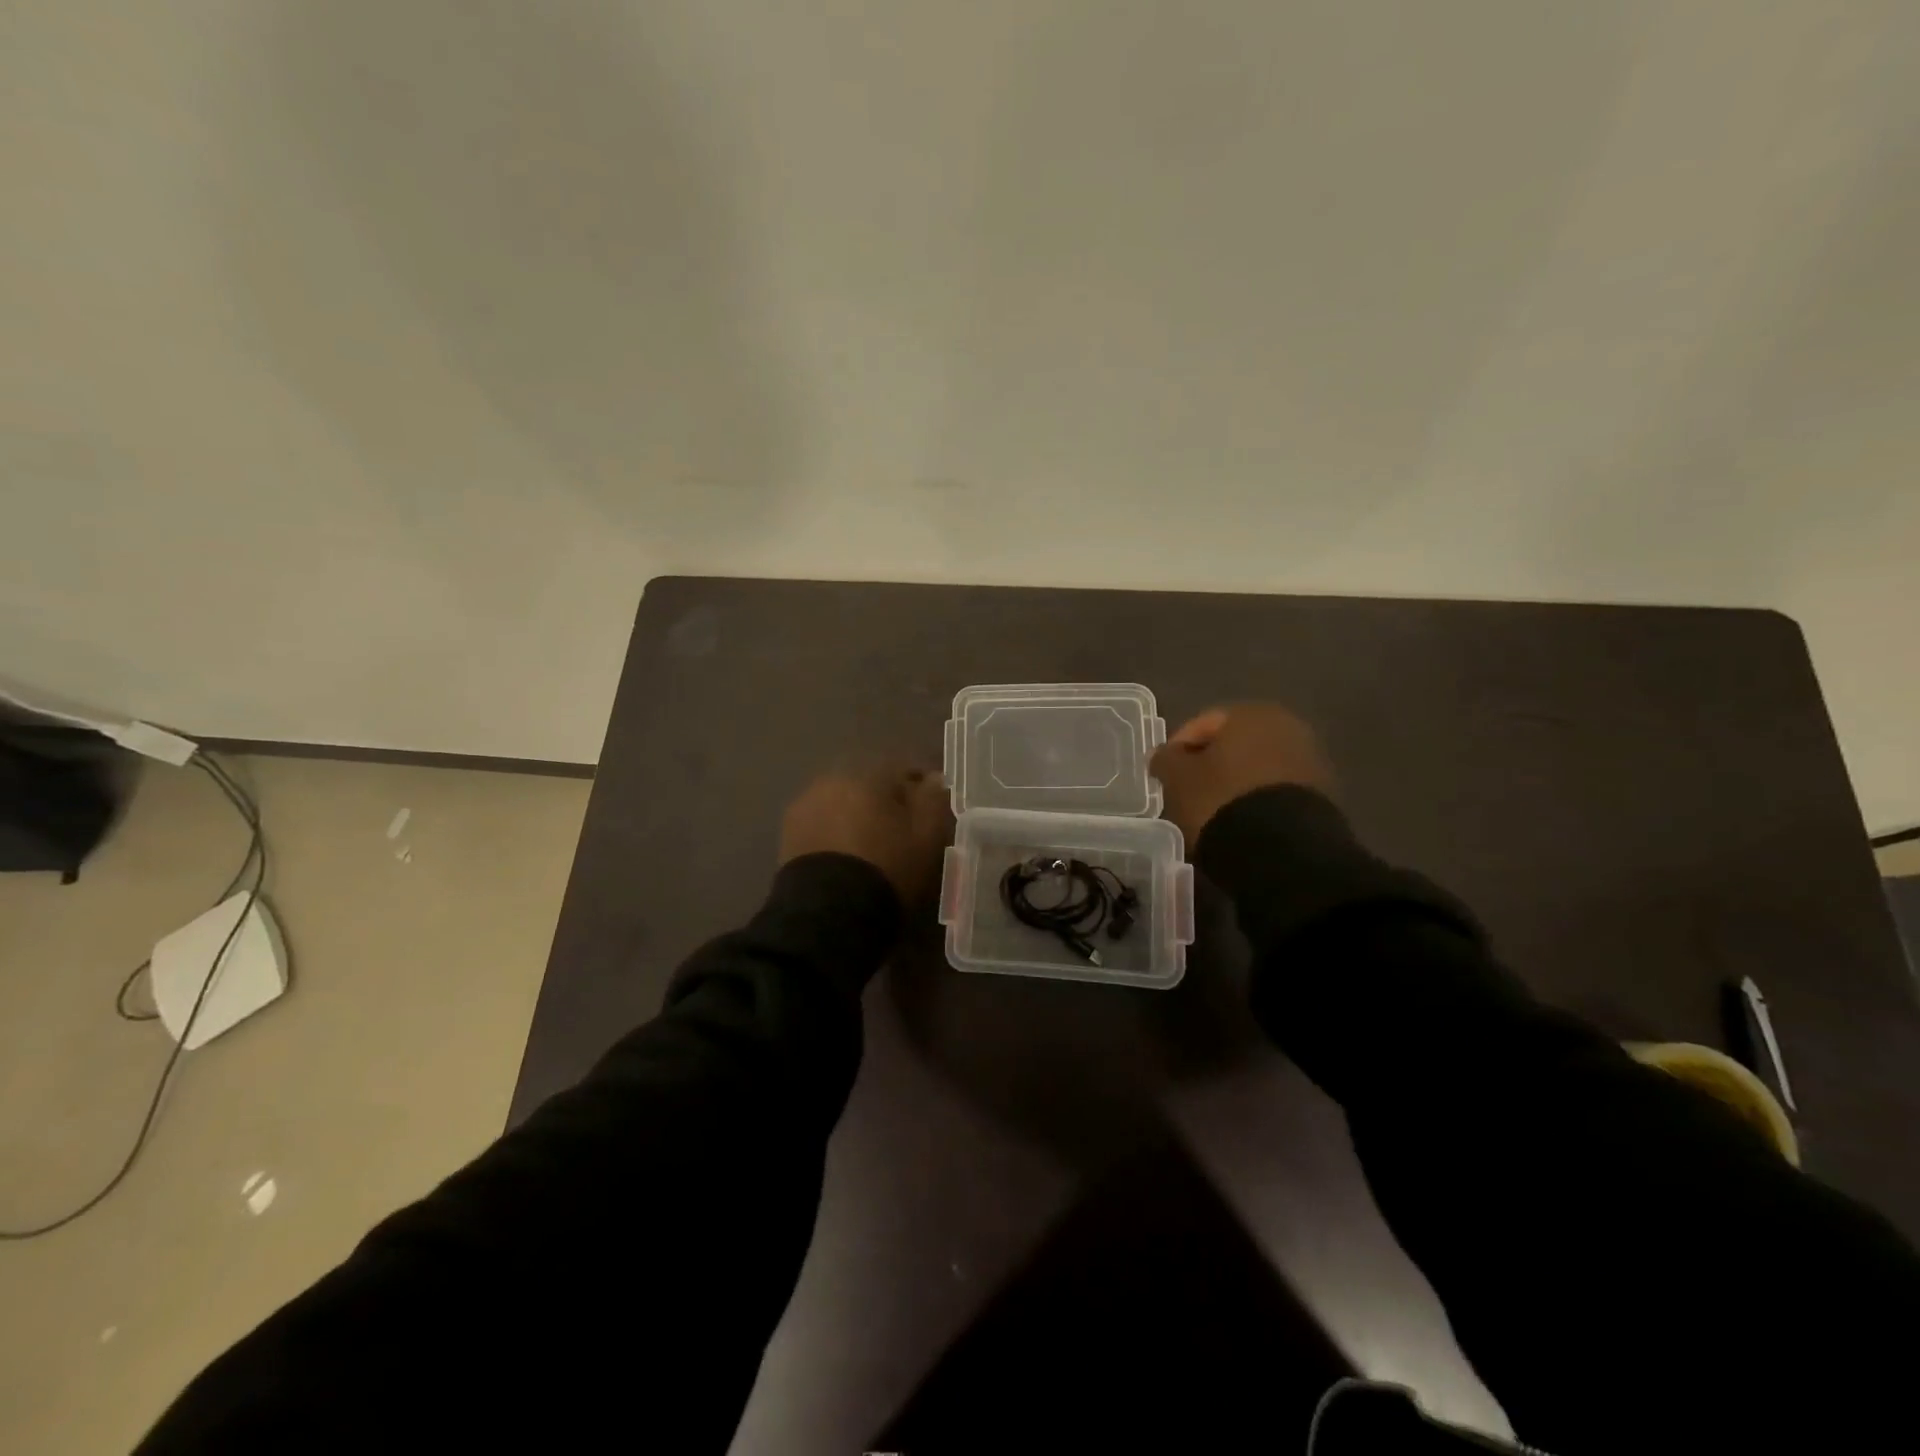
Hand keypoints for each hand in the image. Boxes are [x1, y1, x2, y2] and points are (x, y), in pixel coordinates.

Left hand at [779, 765, 953, 905]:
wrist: (828, 912)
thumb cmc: (887, 868)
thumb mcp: (927, 837)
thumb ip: (934, 800)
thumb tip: (933, 778)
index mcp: (868, 773)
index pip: (903, 768)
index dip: (920, 789)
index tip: (931, 811)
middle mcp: (833, 778)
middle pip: (869, 783)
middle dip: (885, 801)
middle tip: (901, 830)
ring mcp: (806, 804)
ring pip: (843, 801)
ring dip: (857, 815)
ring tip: (871, 846)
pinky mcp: (789, 831)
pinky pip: (822, 822)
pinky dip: (836, 832)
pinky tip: (846, 856)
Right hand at [1150, 703, 1335, 841]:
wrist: (1284, 850)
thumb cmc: (1221, 799)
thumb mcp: (1178, 778)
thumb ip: (1165, 759)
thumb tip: (1163, 755)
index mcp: (1250, 713)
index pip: (1201, 724)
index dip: (1177, 749)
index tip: (1163, 776)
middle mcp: (1286, 725)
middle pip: (1233, 745)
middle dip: (1209, 766)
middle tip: (1187, 794)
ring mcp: (1309, 760)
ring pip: (1256, 768)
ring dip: (1234, 784)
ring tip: (1213, 813)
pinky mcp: (1322, 794)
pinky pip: (1275, 791)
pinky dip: (1256, 802)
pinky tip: (1241, 823)